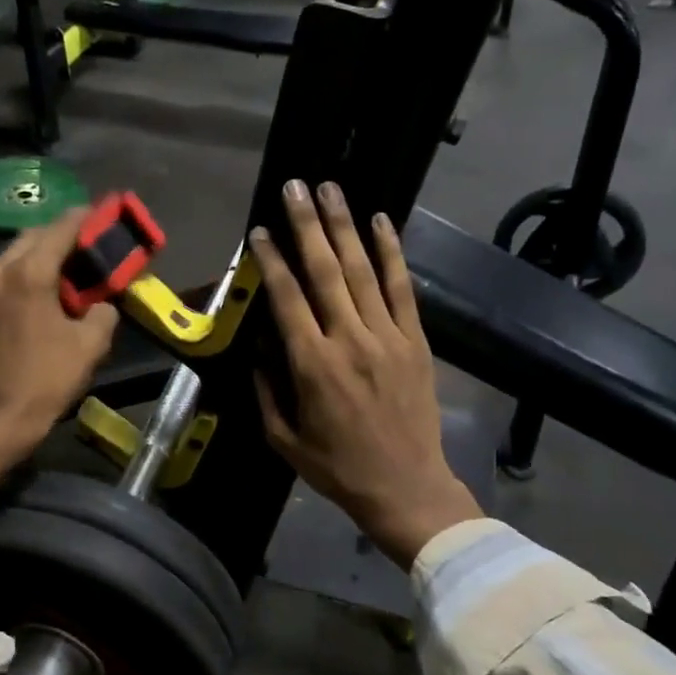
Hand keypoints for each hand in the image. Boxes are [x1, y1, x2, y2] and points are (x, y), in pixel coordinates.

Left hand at [0, 210, 119, 510]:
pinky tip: (47, 287)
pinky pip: (7, 273)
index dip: (87, 218)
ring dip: (45, 252)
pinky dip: (29, 270)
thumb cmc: (46, 379)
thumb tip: (102, 302)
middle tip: (92, 242)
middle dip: (64, 233)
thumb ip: (103, 311)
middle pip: (35, 234)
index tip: (107, 214)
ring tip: (73, 265)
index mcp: (28, 273)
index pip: (62, 228)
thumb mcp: (90, 344)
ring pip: (17, 252)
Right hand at [247, 181, 482, 569]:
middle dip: (307, 225)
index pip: (287, 298)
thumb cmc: (338, 468)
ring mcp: (387, 337)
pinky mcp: (415, 340)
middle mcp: (349, 340)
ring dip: (344, 226)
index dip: (272, 260)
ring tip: (330, 189)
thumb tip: (260, 347)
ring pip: (362, 270)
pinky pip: (402, 288)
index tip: (260, 231)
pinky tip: (380, 221)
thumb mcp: (284, 439)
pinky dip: (391, 252)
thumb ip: (267, 389)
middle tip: (295, 187)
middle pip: (324, 271)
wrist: (406, 487)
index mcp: (312, 365)